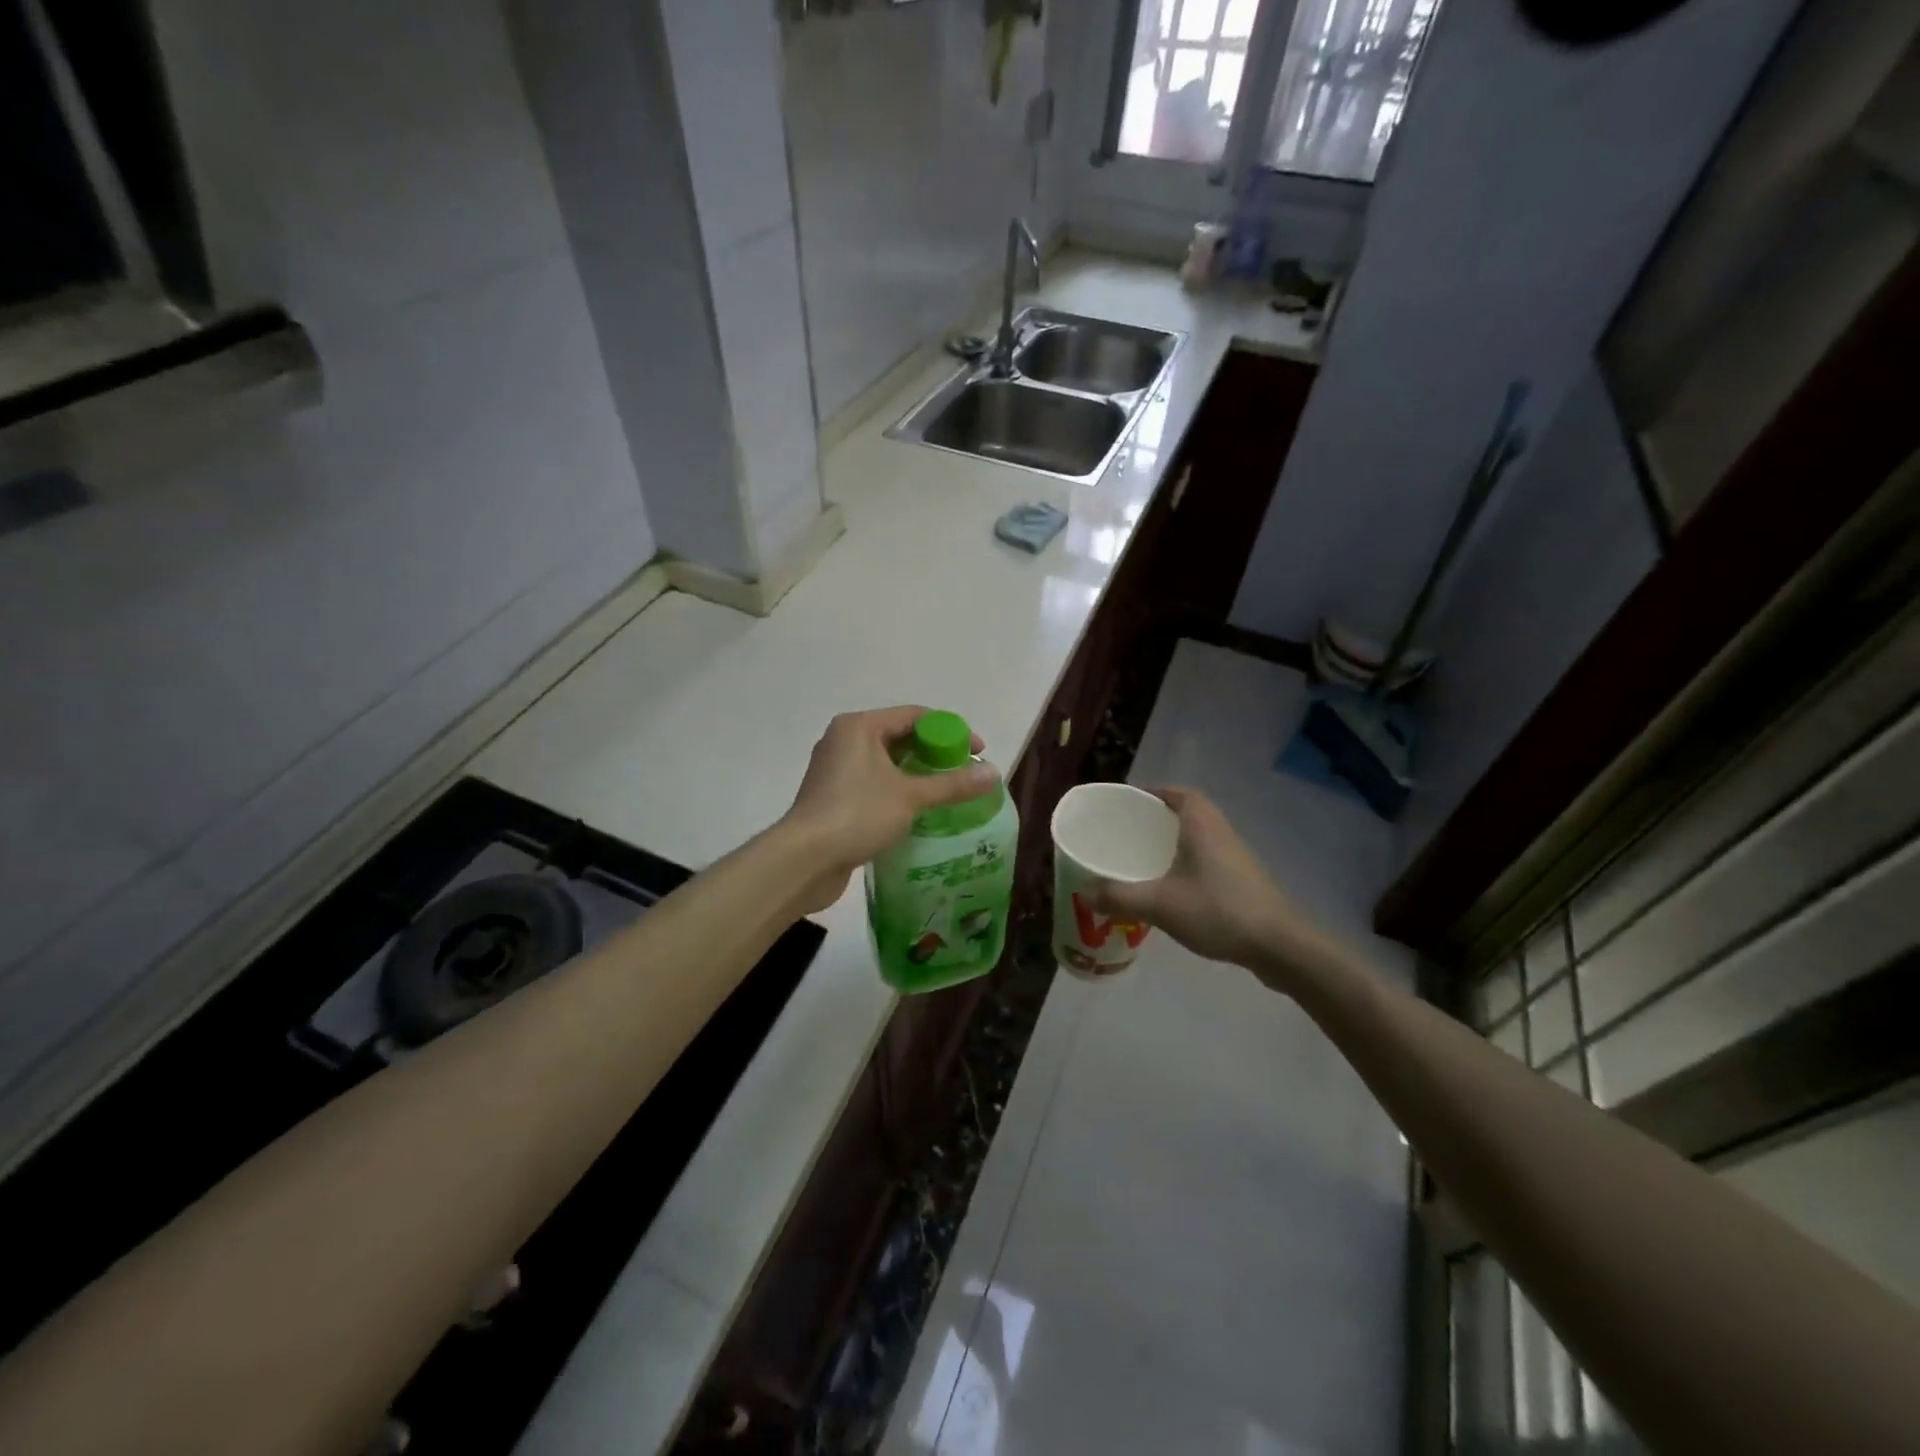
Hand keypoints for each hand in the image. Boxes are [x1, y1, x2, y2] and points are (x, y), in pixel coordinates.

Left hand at [781, 708, 999, 911]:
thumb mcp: (911, 796)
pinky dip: (897, 792)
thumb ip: (952, 784)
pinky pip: (873, 784)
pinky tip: (917, 812)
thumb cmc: (857, 814)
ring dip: (916, 776)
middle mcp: (844, 740)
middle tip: (964, 775)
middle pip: (900, 737)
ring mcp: (835, 769)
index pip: (915, 716)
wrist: (804, 860)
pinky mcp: (832, 796)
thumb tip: (994, 773)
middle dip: (934, 754)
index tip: (977, 752)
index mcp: (860, 726)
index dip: (950, 730)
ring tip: (947, 794)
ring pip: (886, 763)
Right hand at [1084, 787, 1334, 987]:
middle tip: (1127, 831)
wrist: (1278, 945)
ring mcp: (1235, 856)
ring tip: (1142, 857)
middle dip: (1157, 817)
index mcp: (1201, 823)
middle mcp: (1220, 831)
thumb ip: (1118, 897)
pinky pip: (1207, 857)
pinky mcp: (1242, 879)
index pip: (1176, 792)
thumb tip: (1085, 893)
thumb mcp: (1159, 904)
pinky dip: (1186, 861)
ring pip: (1198, 836)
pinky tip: (1170, 886)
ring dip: (1173, 840)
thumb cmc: (1217, 911)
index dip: (1152, 792)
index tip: (1126, 803)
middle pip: (1186, 811)